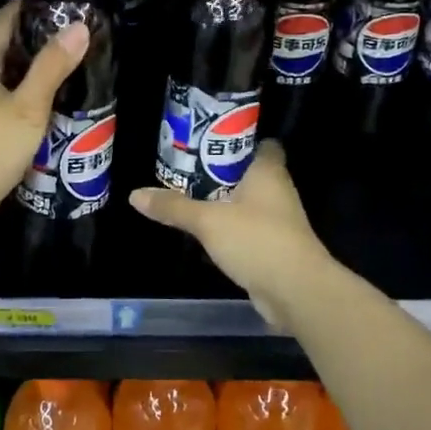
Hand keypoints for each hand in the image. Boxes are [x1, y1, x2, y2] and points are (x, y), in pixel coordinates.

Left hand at [0, 0, 88, 248]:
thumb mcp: (27, 106)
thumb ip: (52, 67)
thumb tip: (79, 25)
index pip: (5, 20)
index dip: (31, 5)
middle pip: (9, 48)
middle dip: (41, 38)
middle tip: (81, 32)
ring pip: (12, 79)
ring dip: (40, 71)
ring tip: (77, 63)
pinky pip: (13, 105)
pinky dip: (34, 99)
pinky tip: (58, 105)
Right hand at [129, 141, 334, 325]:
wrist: (296, 292)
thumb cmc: (257, 240)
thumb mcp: (208, 221)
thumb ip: (174, 206)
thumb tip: (134, 194)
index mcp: (268, 172)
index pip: (261, 143)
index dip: (239, 138)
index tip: (210, 137)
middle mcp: (277, 191)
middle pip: (250, 172)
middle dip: (223, 170)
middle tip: (188, 166)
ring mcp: (279, 221)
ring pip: (248, 202)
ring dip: (225, 200)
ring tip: (190, 195)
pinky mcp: (274, 247)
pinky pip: (248, 229)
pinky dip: (230, 228)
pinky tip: (207, 231)